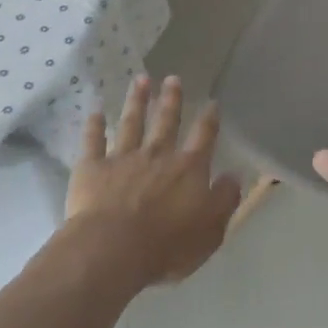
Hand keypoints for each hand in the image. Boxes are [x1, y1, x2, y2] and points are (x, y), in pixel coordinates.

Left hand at [68, 74, 240, 286]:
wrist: (113, 249)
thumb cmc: (167, 246)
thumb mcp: (210, 230)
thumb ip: (224, 200)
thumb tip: (234, 176)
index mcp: (188, 169)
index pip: (203, 137)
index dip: (209, 119)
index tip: (211, 102)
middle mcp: (157, 155)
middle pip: (166, 121)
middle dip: (171, 99)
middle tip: (172, 78)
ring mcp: (123, 158)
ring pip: (131, 123)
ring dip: (136, 100)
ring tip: (140, 80)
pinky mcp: (92, 167)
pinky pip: (93, 141)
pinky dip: (93, 125)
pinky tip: (93, 110)